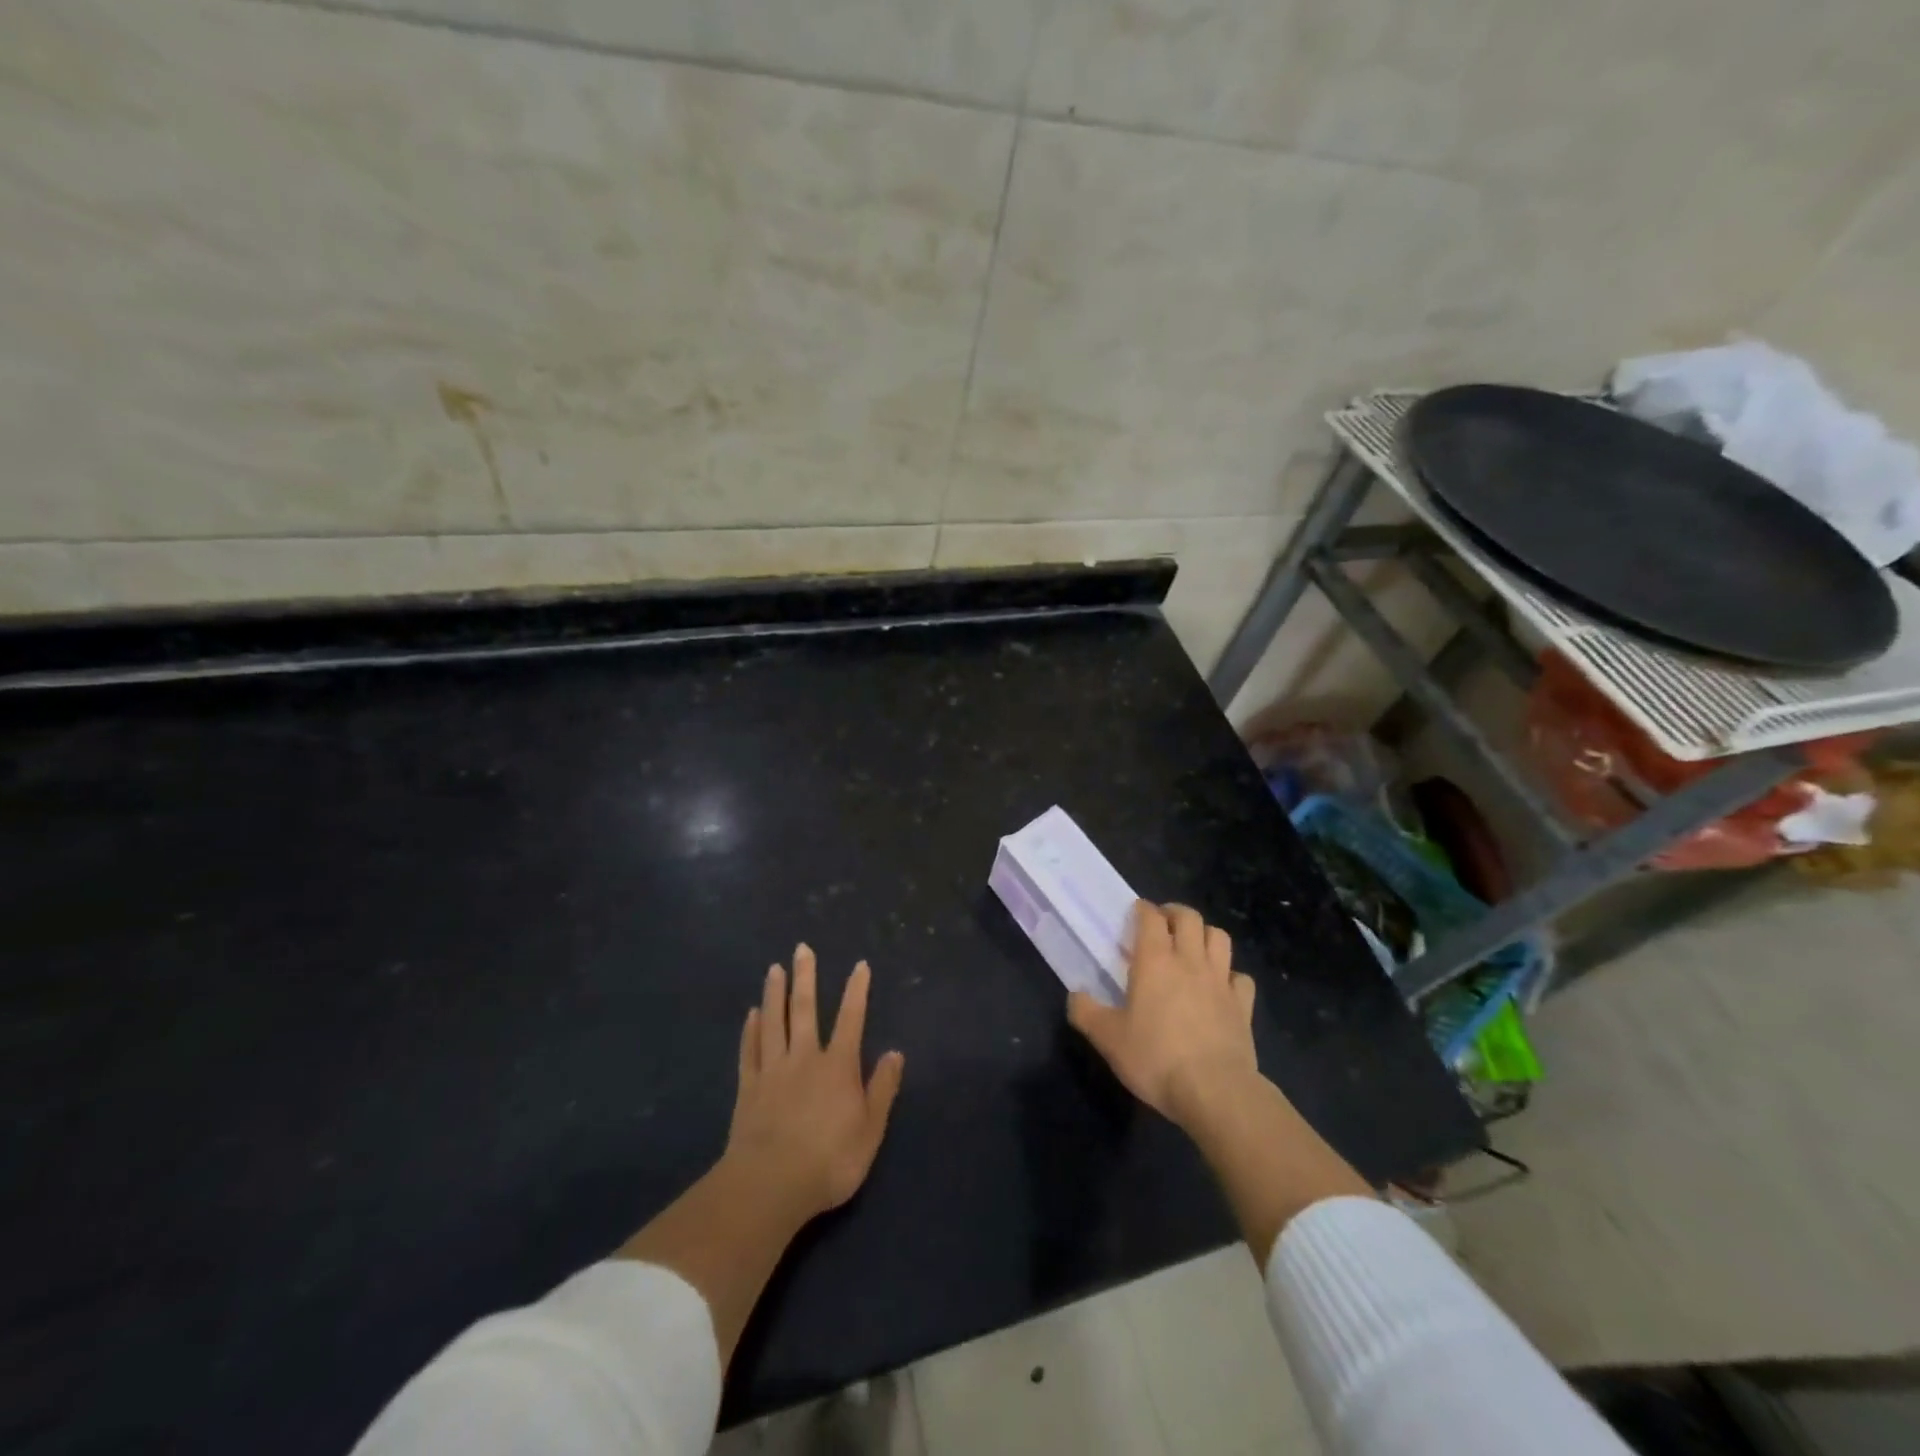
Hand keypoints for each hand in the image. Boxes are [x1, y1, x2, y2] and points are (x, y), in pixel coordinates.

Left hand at [724, 944, 905, 1221]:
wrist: (770, 1185)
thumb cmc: (829, 1160)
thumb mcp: (870, 1130)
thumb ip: (882, 1089)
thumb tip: (895, 1053)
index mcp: (838, 1067)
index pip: (851, 1019)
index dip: (857, 991)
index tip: (859, 965)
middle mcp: (805, 1058)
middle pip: (806, 1010)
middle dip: (806, 977)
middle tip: (802, 949)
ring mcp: (772, 1071)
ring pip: (774, 1023)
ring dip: (775, 994)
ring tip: (774, 969)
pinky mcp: (748, 1089)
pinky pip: (749, 1051)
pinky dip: (751, 1030)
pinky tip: (751, 1014)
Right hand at [1068, 901, 1258, 1129]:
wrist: (1215, 1091)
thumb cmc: (1155, 1058)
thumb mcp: (1108, 1039)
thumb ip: (1086, 1013)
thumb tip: (1075, 996)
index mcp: (1155, 961)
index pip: (1150, 917)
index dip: (1143, 909)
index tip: (1135, 913)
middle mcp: (1190, 961)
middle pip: (1190, 918)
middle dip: (1175, 913)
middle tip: (1163, 924)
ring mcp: (1221, 981)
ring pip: (1220, 938)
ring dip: (1205, 935)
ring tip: (1193, 946)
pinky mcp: (1243, 1006)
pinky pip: (1241, 977)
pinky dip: (1231, 975)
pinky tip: (1221, 986)